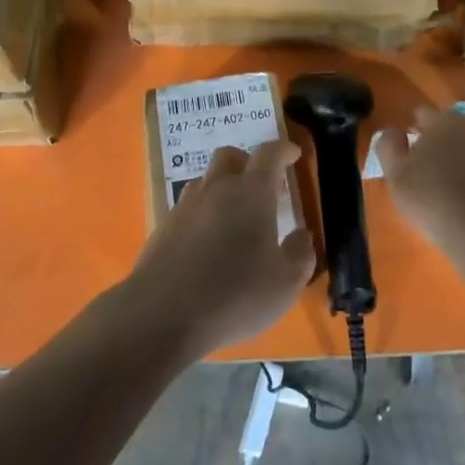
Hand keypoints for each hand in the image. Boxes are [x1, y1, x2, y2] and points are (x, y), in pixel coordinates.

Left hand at [124, 140, 316, 359]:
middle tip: (261, 184)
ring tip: (232, 215)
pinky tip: (206, 243)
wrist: (162, 315)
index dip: (283, 150)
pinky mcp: (163, 228)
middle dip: (247, 162)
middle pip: (229, 156)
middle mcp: (216, 189)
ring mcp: (185, 207)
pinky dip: (201, 214)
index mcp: (251, 193)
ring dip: (221, 187)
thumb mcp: (284, 284)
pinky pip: (187, 208)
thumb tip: (302, 235)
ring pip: (205, 181)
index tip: (293, 154)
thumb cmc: (234, 296)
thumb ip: (300, 254)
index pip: (269, 154)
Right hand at [375, 106, 464, 256]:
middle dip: (450, 139)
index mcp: (442, 123)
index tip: (413, 148)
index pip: (425, 114)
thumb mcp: (396, 177)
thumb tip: (392, 131)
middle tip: (442, 167)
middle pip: (459, 125)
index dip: (418, 129)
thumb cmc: (434, 201)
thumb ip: (389, 147)